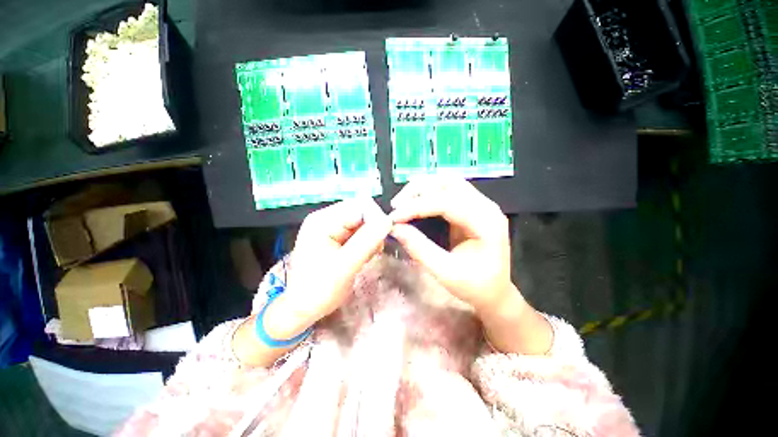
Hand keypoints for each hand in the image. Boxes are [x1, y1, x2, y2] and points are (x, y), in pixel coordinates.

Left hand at [265, 198, 391, 337]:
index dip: (376, 219)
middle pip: (362, 211)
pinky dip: (366, 241)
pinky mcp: (336, 236)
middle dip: (373, 229)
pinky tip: (363, 255)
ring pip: (363, 221)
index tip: (382, 240)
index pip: (360, 206)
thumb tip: (388, 222)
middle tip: (376, 250)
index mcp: (323, 220)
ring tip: (368, 255)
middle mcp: (326, 218)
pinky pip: (359, 231)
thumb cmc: (319, 290)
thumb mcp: (345, 266)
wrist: (303, 308)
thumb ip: (366, 242)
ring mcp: (331, 227)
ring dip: (371, 236)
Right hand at [389, 177, 512, 314]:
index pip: (447, 202)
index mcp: (486, 222)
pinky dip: (428, 193)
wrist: (496, 292)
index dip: (416, 207)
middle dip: (418, 190)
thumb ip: (420, 249)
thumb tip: (395, 228)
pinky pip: (447, 191)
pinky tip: (415, 203)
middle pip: (449, 182)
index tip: (394, 217)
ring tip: (403, 203)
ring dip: (422, 188)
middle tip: (397, 206)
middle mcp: (486, 206)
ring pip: (447, 182)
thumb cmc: (475, 287)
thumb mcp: (445, 273)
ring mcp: (480, 204)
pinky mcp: (471, 207)